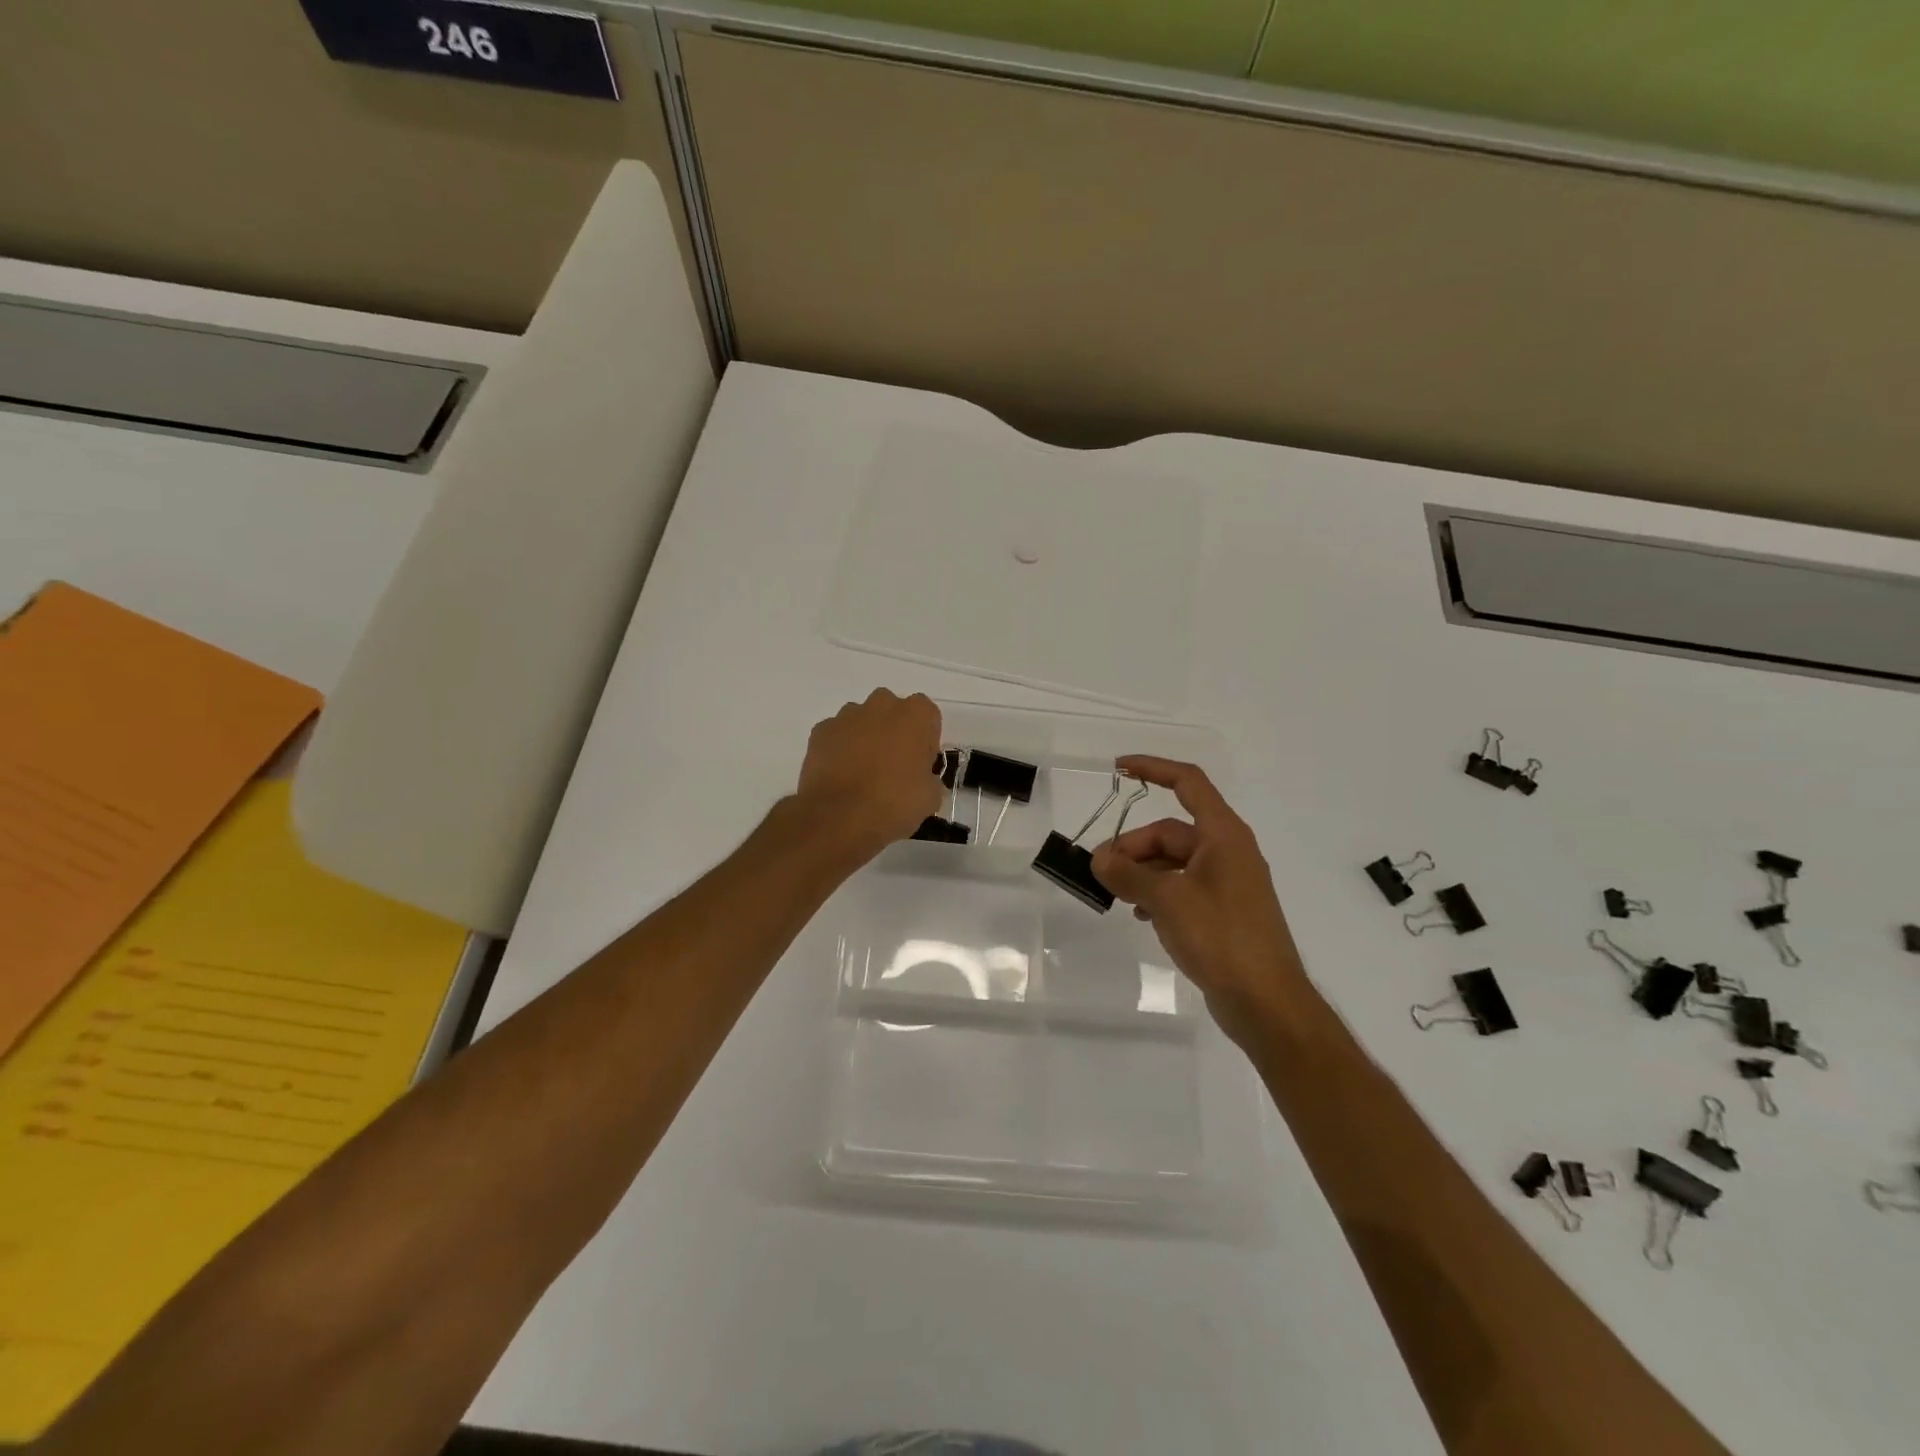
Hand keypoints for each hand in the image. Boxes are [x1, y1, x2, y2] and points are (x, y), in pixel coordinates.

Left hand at [794, 689, 945, 863]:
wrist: (839, 817)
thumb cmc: (894, 802)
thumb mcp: (930, 798)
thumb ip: (930, 780)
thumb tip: (924, 782)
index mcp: (916, 715)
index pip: (928, 717)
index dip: (925, 740)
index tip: (921, 764)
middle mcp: (882, 704)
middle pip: (893, 711)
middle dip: (894, 731)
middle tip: (894, 766)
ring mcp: (847, 715)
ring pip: (862, 720)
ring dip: (866, 738)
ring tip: (863, 773)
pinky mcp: (821, 731)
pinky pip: (837, 734)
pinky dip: (840, 748)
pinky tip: (841, 775)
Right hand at [1091, 756, 1301, 1045]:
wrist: (1267, 1003)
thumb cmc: (1222, 938)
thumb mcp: (1168, 901)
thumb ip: (1129, 874)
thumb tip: (1099, 858)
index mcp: (1223, 835)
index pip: (1188, 783)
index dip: (1153, 769)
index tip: (1119, 769)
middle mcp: (1227, 851)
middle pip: (1170, 832)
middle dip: (1133, 846)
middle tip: (1100, 871)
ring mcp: (1226, 883)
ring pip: (1172, 862)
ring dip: (1141, 872)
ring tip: (1113, 894)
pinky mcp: (1221, 912)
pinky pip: (1181, 888)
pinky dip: (1156, 893)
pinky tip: (1138, 914)